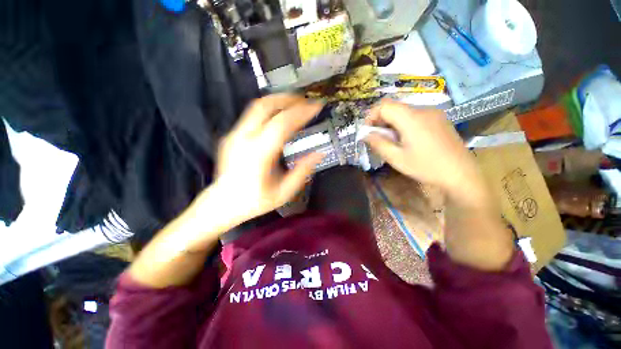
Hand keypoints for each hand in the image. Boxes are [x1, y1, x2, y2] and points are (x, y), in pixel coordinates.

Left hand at [208, 94, 324, 225]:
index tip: (316, 106)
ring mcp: (235, 135)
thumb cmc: (254, 201)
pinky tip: (278, 116)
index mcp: (259, 154)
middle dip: (288, 99)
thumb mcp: (284, 192)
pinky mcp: (232, 135)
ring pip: (257, 107)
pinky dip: (269, 110)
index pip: (282, 123)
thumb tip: (319, 154)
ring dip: (278, 101)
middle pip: (265, 106)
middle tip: (305, 100)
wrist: (221, 204)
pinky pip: (252, 115)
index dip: (301, 112)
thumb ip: (302, 171)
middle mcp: (244, 139)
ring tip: (294, 104)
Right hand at [364, 99, 487, 206]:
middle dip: (381, 121)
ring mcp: (434, 113)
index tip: (368, 131)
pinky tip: (407, 140)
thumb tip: (365, 135)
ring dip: (392, 123)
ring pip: (404, 112)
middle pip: (394, 107)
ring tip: (392, 141)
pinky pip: (415, 116)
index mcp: (411, 118)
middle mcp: (423, 110)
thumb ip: (378, 144)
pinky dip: (404, 124)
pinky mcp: (440, 119)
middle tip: (378, 139)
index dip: (371, 116)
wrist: (461, 175)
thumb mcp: (396, 158)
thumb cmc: (426, 167)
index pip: (384, 105)